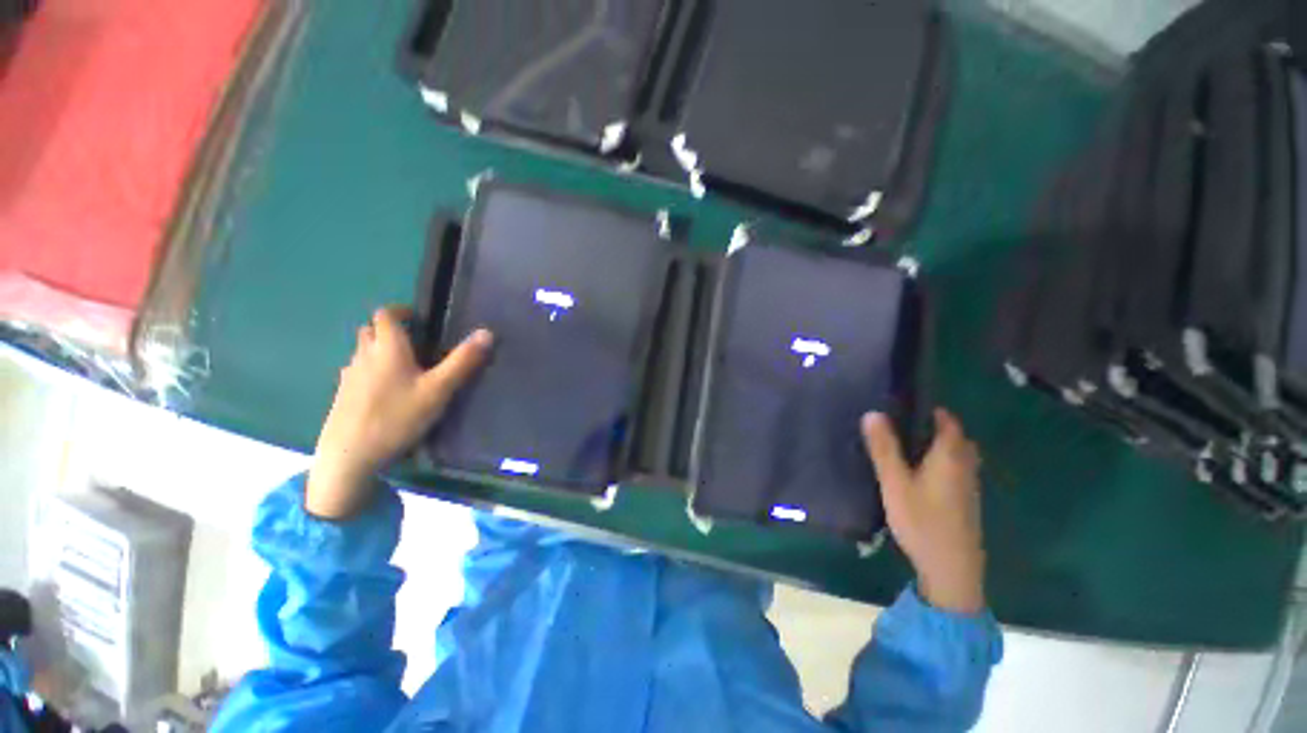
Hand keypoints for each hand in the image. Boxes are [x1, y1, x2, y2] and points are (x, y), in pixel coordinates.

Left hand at [307, 306, 492, 518]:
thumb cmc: (398, 417)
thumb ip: (463, 361)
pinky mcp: (342, 396)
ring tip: (406, 368)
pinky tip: (387, 392)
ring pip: (363, 352)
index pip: (385, 314)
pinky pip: (358, 372)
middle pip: (370, 330)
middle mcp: (364, 356)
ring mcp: (349, 377)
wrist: (350, 457)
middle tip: (416, 343)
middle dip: (390, 330)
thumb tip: (487, 332)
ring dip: (380, 350)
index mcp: (387, 348)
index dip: (400, 311)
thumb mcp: (439, 389)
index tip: (419, 319)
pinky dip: (372, 371)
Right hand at [862, 409, 985, 613]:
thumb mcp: (895, 482)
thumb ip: (883, 448)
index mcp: (950, 457)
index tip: (908, 404)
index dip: (933, 411)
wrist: (951, 569)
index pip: (948, 422)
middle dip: (936, 428)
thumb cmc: (922, 521)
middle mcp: (965, 467)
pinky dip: (942, 464)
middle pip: (957, 439)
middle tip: (904, 426)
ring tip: (907, 447)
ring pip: (958, 457)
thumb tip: (872, 413)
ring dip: (939, 447)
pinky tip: (920, 475)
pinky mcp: (966, 503)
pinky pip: (956, 472)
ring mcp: (969, 487)